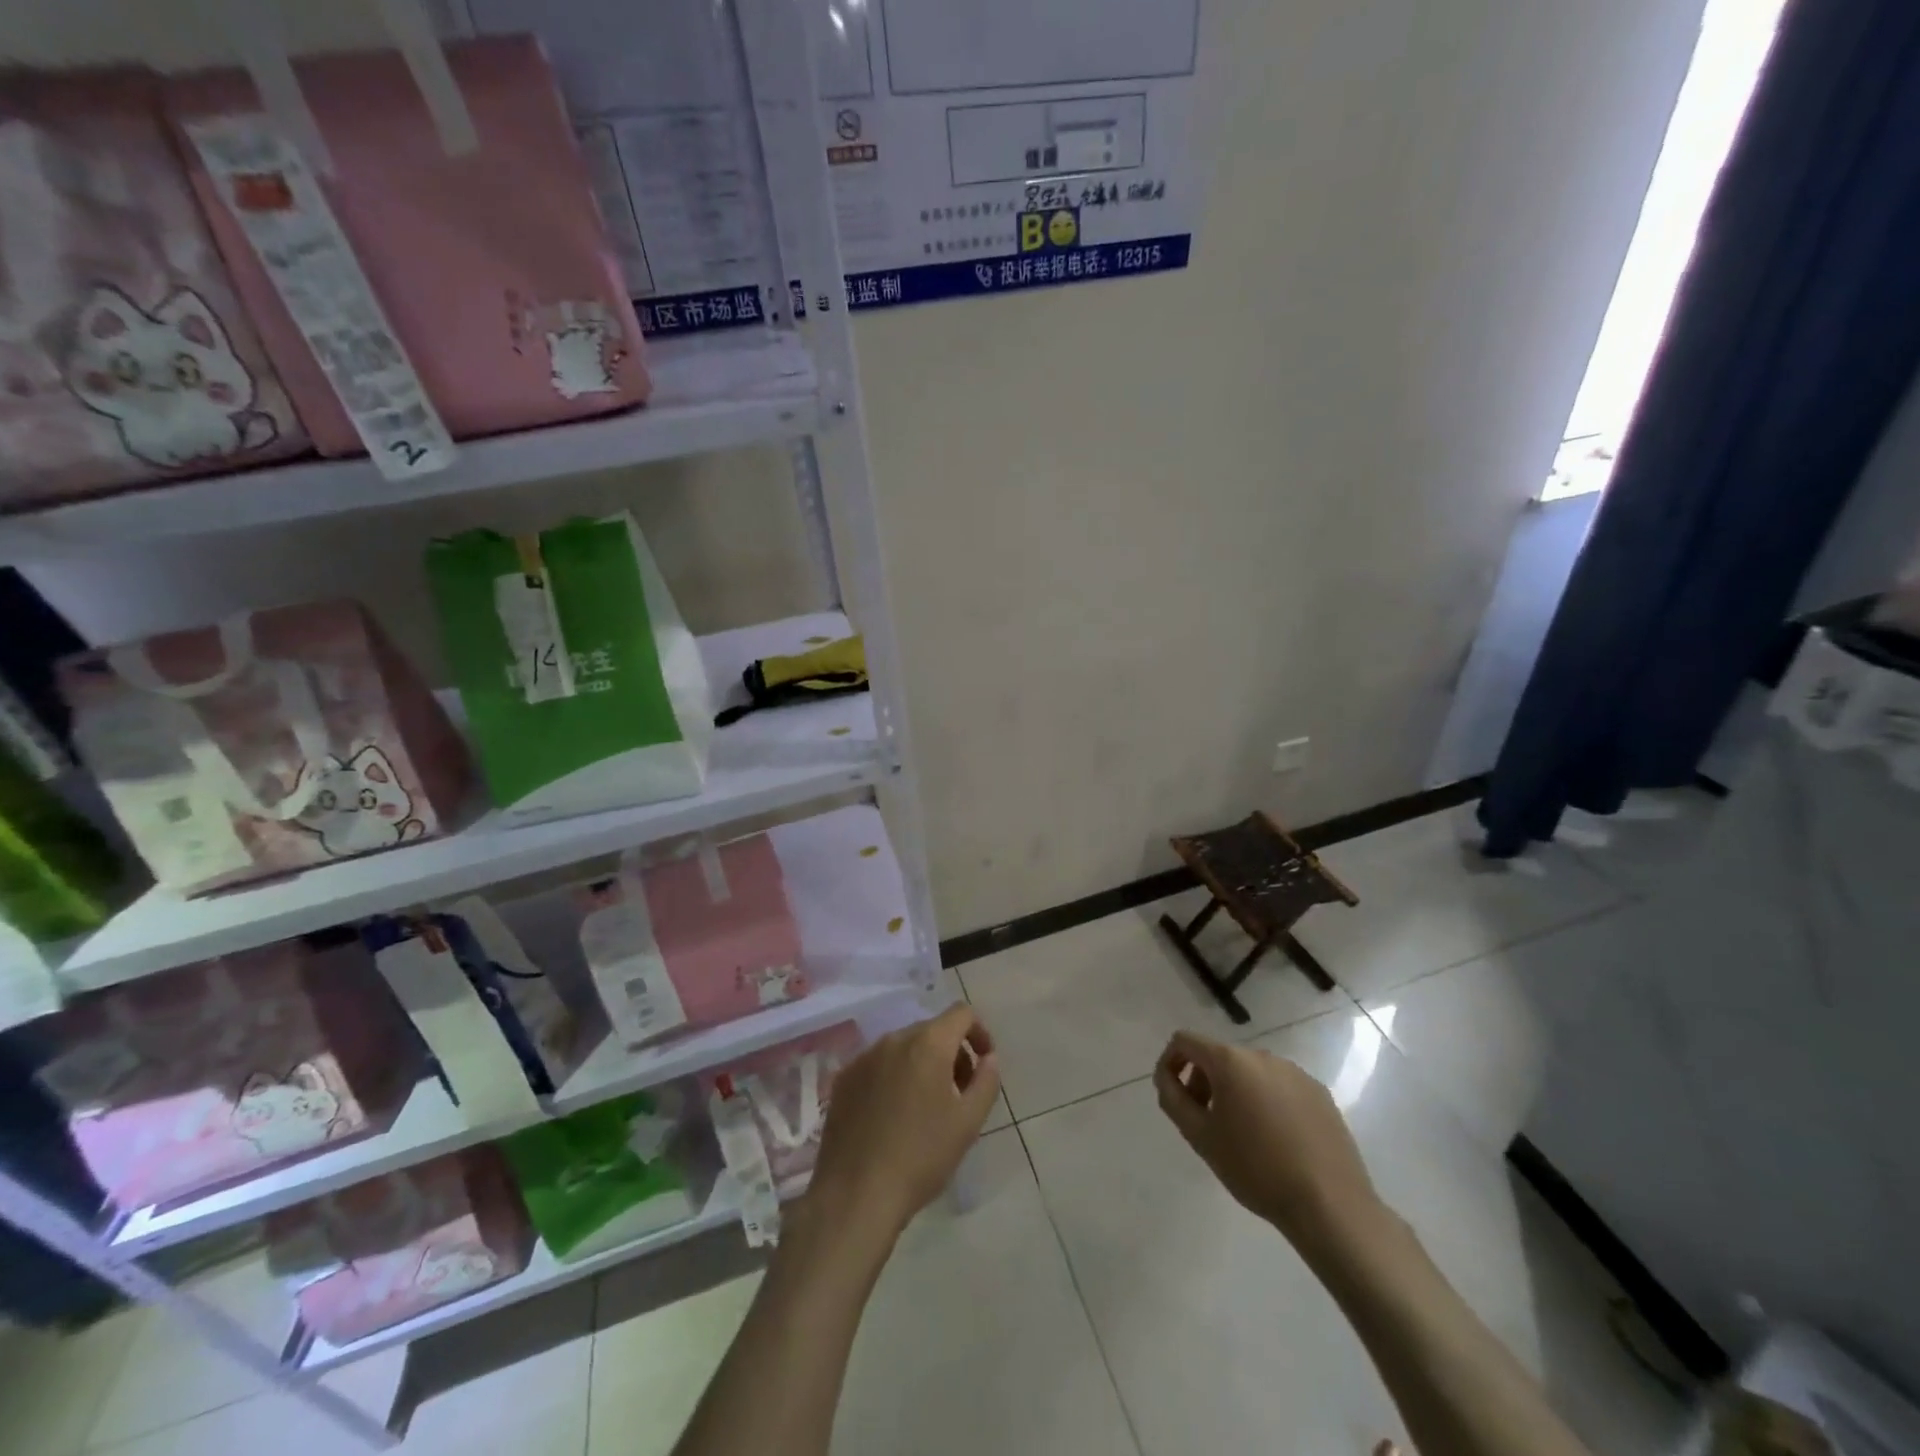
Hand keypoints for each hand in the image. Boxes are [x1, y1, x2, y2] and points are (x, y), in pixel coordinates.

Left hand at [808, 1004, 999, 1242]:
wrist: (855, 1194)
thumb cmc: (921, 1157)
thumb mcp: (968, 1123)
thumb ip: (986, 1081)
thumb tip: (988, 1058)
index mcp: (928, 1044)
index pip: (961, 1013)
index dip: (979, 1032)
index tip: (984, 1063)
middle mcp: (894, 1039)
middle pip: (932, 1030)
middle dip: (952, 1052)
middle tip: (960, 1092)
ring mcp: (864, 1057)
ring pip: (904, 1047)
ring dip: (923, 1064)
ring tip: (927, 1107)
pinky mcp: (843, 1078)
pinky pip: (878, 1064)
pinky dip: (894, 1076)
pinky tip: (893, 1115)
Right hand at [1154, 1030, 1382, 1251]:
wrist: (1330, 1205)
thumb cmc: (1255, 1169)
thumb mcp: (1200, 1137)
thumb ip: (1173, 1099)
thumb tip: (1167, 1078)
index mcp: (1230, 1061)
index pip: (1185, 1041)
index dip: (1170, 1062)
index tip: (1173, 1095)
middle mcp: (1262, 1055)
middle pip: (1219, 1056)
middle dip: (1203, 1081)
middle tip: (1205, 1122)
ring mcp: (1294, 1072)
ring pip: (1250, 1072)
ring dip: (1235, 1092)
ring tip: (1242, 1135)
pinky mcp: (1319, 1092)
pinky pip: (1279, 1086)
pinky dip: (1266, 1102)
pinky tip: (1276, 1140)